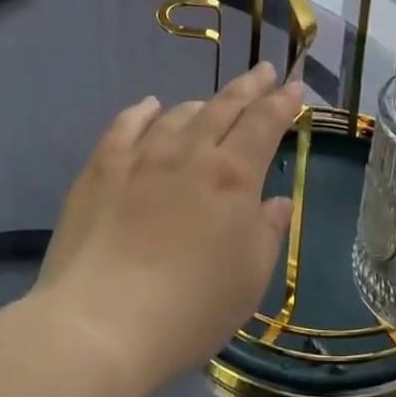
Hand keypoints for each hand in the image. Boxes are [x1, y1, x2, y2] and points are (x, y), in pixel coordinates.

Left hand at [34, 63, 303, 392]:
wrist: (101, 325)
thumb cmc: (191, 308)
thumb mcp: (250, 278)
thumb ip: (268, 232)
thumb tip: (278, 201)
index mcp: (233, 176)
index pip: (265, 124)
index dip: (283, 102)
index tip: (294, 87)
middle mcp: (190, 153)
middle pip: (224, 107)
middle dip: (250, 87)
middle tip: (264, 71)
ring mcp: (142, 156)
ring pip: (179, 114)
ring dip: (202, 105)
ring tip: (211, 104)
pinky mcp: (102, 169)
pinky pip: (126, 126)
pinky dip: (143, 112)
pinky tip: (150, 107)